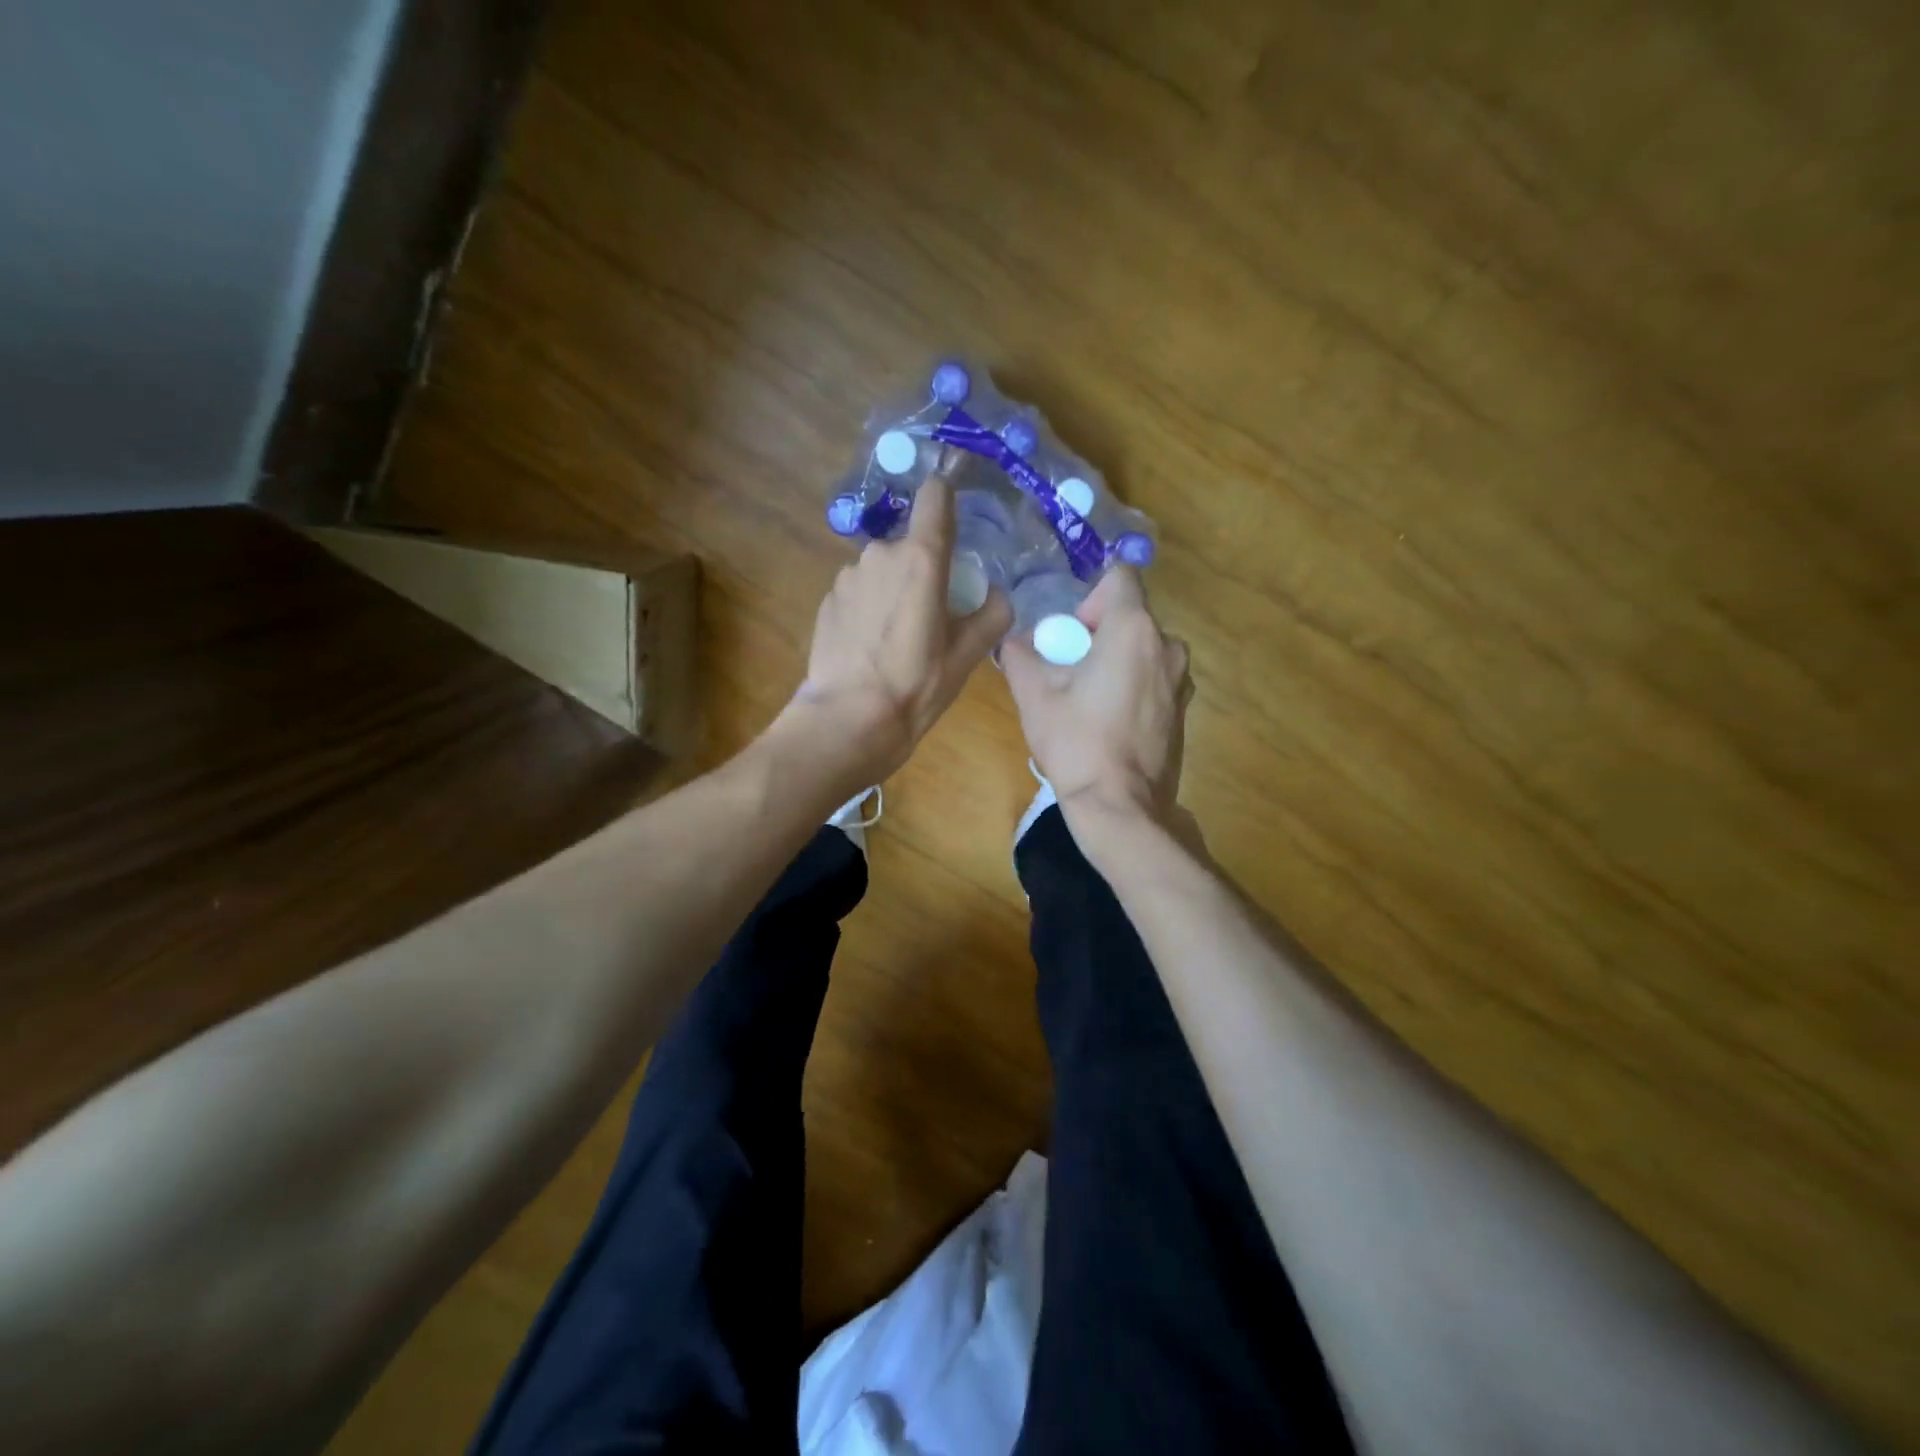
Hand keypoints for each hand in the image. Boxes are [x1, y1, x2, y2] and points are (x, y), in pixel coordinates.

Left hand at [788, 473, 1010, 781]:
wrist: (849, 719)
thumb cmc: (917, 685)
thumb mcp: (968, 655)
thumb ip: (992, 614)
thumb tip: (996, 594)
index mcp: (922, 558)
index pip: (935, 496)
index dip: (947, 499)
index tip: (954, 522)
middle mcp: (880, 553)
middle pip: (911, 544)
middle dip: (923, 569)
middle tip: (932, 615)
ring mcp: (848, 575)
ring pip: (883, 569)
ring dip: (894, 589)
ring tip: (898, 638)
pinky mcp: (827, 598)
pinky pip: (859, 590)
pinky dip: (869, 607)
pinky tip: (870, 647)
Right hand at [1002, 565, 1192, 823]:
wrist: (1121, 806)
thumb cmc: (1077, 743)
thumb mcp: (1033, 695)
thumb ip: (1020, 655)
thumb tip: (1017, 642)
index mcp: (1134, 630)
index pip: (1119, 577)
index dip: (1089, 597)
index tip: (1071, 635)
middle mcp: (1167, 646)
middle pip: (1129, 617)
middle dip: (1096, 635)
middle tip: (1068, 673)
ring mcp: (1181, 680)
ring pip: (1141, 649)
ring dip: (1114, 662)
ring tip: (1086, 701)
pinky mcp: (1183, 710)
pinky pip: (1153, 678)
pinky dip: (1131, 686)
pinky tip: (1108, 723)